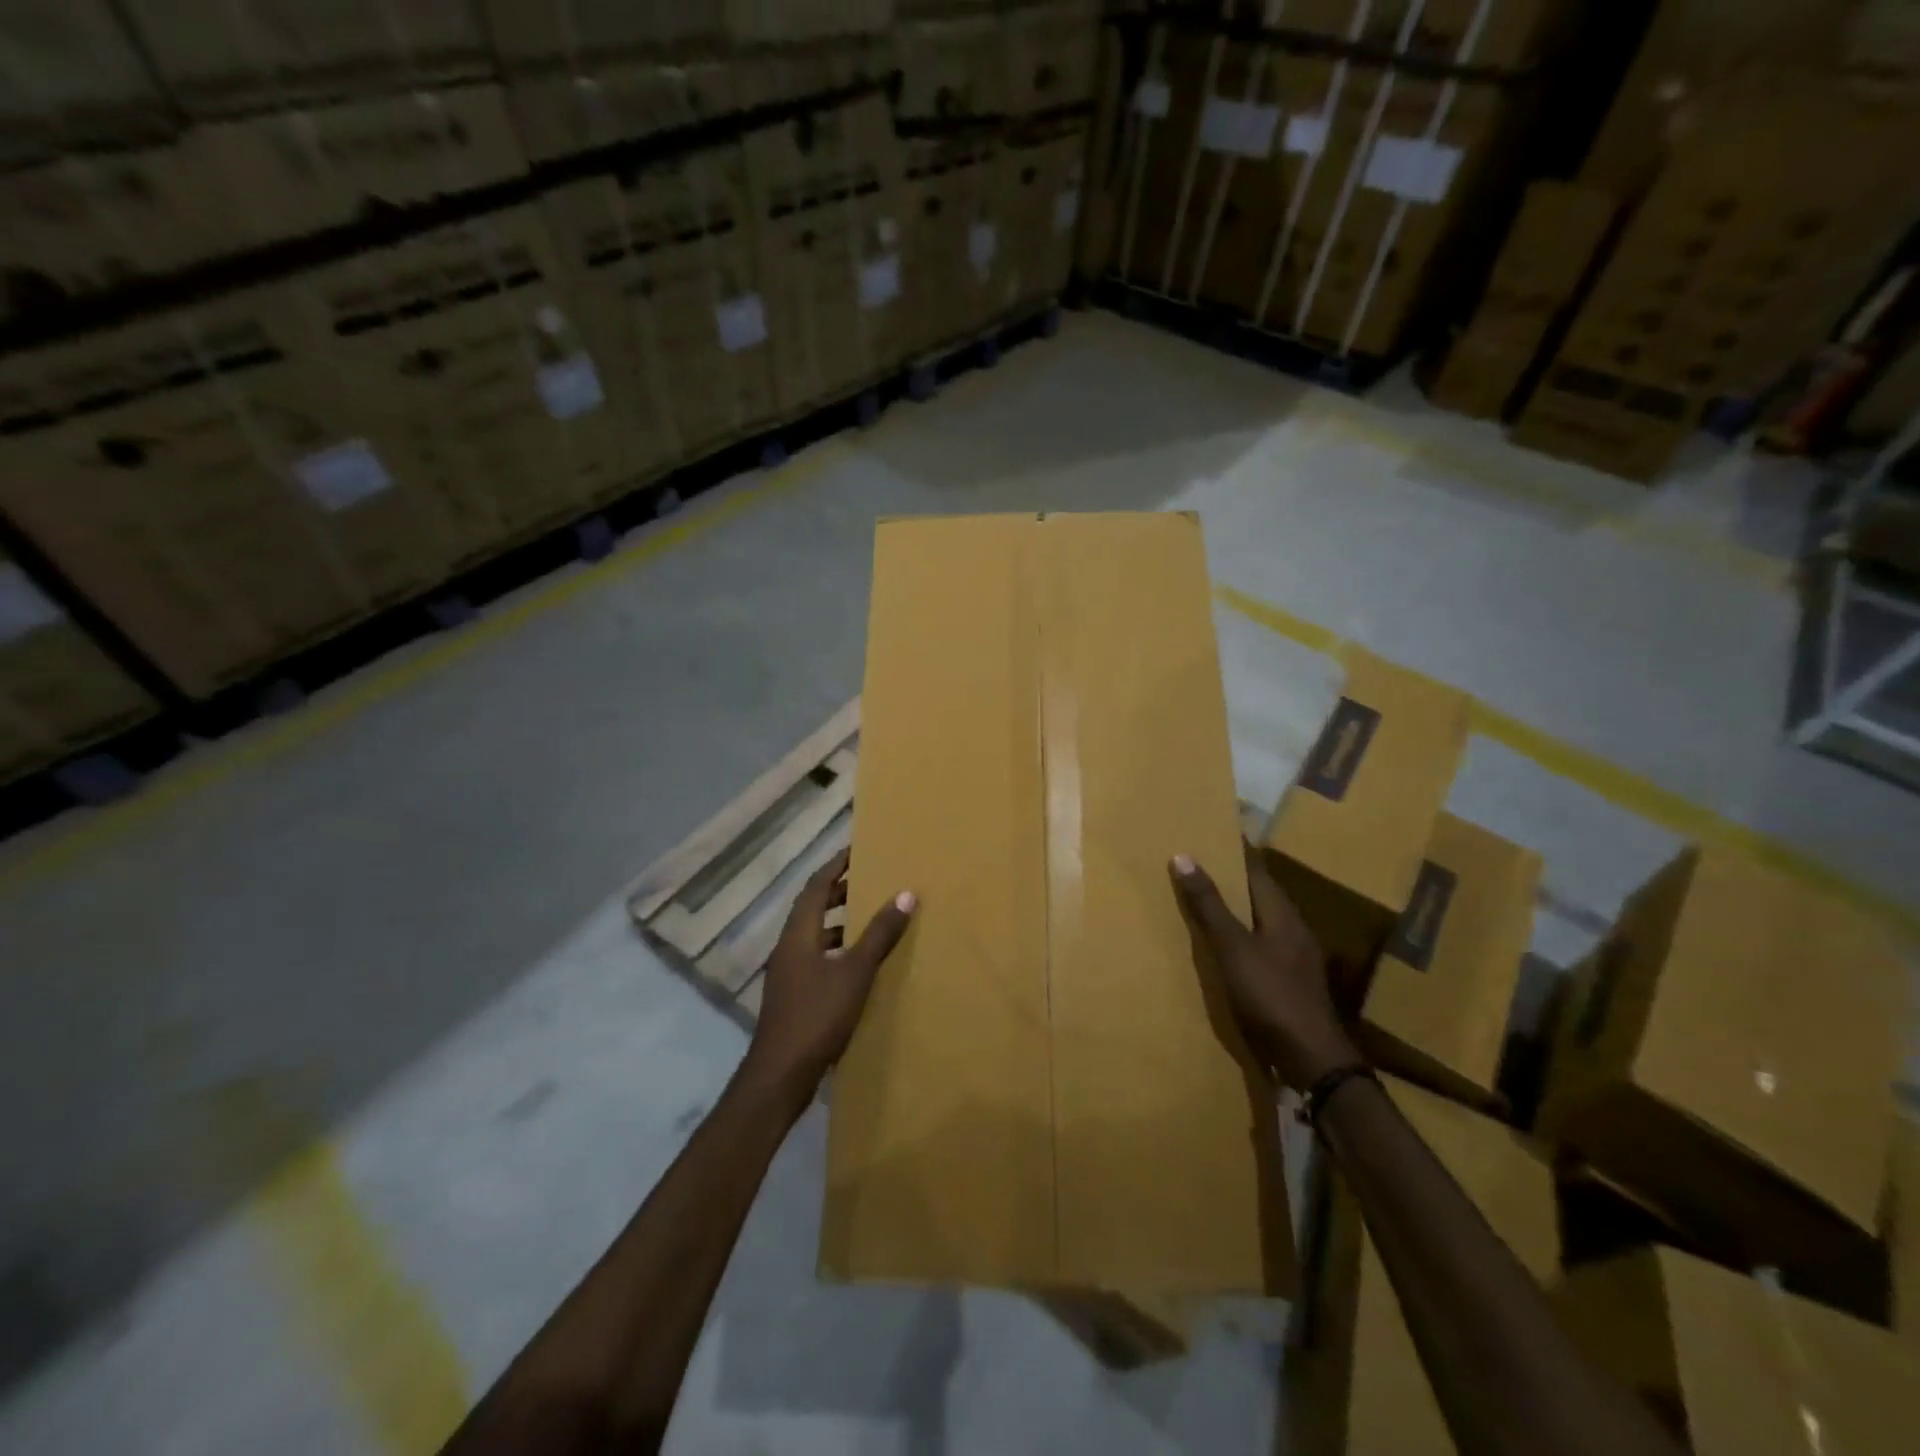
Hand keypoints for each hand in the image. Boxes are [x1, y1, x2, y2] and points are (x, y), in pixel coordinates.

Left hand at [743, 848, 914, 1097]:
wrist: (780, 1075)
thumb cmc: (817, 1016)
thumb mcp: (855, 972)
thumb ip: (879, 934)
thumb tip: (905, 893)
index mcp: (798, 934)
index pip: (816, 886)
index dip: (836, 866)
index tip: (857, 849)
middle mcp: (789, 947)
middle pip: (813, 908)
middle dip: (839, 891)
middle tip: (870, 879)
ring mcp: (789, 973)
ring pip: (815, 934)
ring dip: (840, 921)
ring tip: (871, 916)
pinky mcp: (794, 996)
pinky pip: (818, 957)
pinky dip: (838, 948)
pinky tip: (860, 962)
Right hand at [1170, 844, 1359, 1090]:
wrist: (1312, 1058)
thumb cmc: (1271, 995)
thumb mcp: (1232, 947)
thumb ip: (1209, 905)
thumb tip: (1183, 856)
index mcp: (1282, 912)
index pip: (1256, 867)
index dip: (1236, 847)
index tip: (1214, 827)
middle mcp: (1292, 927)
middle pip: (1259, 891)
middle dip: (1232, 875)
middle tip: (1198, 859)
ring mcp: (1294, 956)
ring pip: (1260, 918)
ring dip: (1235, 906)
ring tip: (1203, 897)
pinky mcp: (1290, 980)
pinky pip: (1260, 943)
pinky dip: (1239, 933)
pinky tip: (1221, 944)